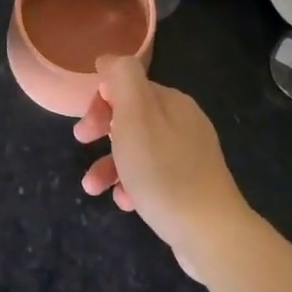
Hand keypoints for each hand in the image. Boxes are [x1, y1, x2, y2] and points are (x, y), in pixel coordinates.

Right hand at [74, 55, 252, 279]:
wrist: (211, 233)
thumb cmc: (163, 172)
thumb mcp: (135, 116)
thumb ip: (122, 78)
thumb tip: (109, 58)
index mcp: (172, 102)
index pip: (128, 87)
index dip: (100, 103)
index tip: (84, 128)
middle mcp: (184, 123)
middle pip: (132, 117)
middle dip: (102, 132)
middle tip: (81, 146)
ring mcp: (190, 156)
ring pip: (139, 150)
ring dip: (110, 165)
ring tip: (93, 189)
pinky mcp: (191, 187)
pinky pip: (153, 177)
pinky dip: (133, 185)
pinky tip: (125, 203)